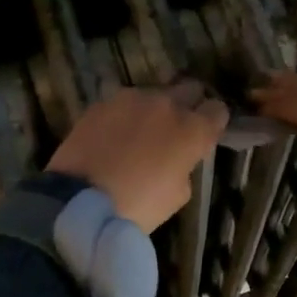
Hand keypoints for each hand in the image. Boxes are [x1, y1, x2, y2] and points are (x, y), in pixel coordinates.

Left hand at [47, 82, 229, 231]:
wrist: (79, 202)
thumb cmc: (137, 207)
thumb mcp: (177, 195)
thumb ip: (184, 166)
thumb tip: (177, 158)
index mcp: (192, 129)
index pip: (217, 110)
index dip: (213, 121)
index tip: (206, 133)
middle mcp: (166, 104)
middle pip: (189, 89)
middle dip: (187, 104)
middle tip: (176, 128)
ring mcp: (132, 98)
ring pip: (153, 94)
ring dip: (152, 109)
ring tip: (139, 132)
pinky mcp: (102, 102)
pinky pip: (123, 103)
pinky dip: (124, 115)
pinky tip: (113, 135)